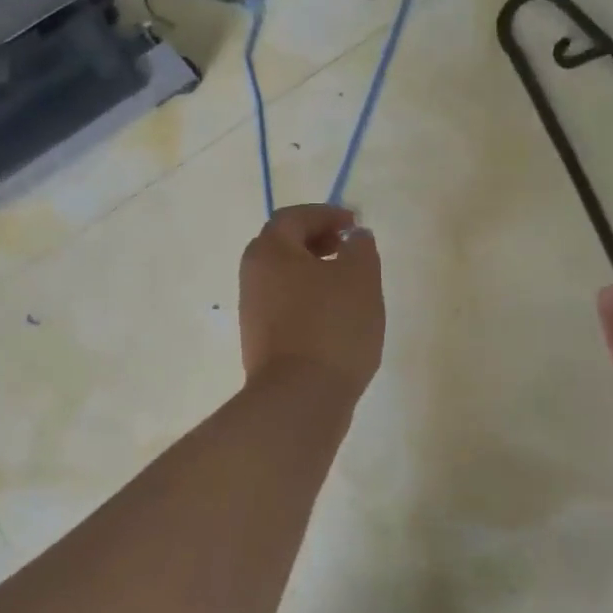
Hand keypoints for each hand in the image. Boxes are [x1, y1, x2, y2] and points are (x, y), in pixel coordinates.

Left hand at [240, 204, 384, 399]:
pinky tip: (335, 317)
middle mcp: (252, 277)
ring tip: (348, 285)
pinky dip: (308, 299)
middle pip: (282, 246)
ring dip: (313, 272)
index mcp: (270, 252)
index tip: (354, 224)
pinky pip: (285, 306)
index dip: (325, 215)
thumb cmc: (332, 327)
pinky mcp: (260, 342)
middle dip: (317, 241)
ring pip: (283, 278)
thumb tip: (354, 237)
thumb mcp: (360, 278)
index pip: (293, 217)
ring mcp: (252, 312)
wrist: (301, 398)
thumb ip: (360, 248)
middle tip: (348, 249)